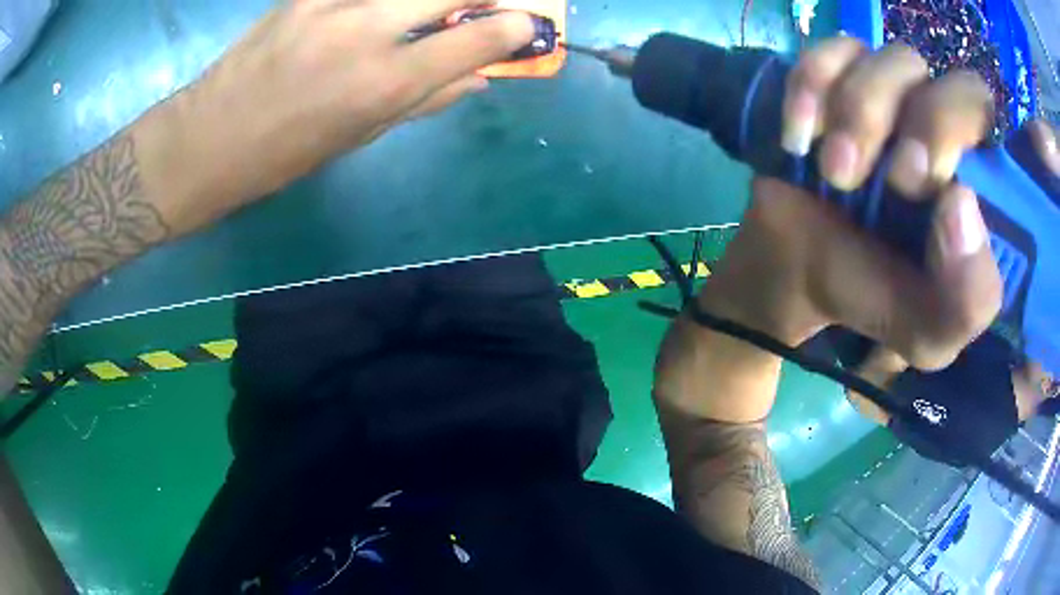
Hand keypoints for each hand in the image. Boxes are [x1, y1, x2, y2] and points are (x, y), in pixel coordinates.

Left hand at [134, 0, 533, 237]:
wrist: (209, 138)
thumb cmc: (286, 153)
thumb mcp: (360, 136)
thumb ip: (424, 100)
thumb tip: (477, 77)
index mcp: (385, 83)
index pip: (476, 38)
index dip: (514, 27)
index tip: (527, 25)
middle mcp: (368, 30)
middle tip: (487, 8)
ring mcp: (333, 3)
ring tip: (429, 13)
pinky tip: (379, 12)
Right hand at [703, 38, 1009, 370]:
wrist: (796, 270)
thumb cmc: (871, 296)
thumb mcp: (928, 332)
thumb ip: (967, 302)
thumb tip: (963, 205)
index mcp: (976, 185)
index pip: (999, 128)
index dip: (967, 133)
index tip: (930, 188)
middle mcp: (945, 128)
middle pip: (953, 82)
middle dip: (921, 124)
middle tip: (890, 181)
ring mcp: (893, 93)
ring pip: (895, 58)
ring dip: (860, 113)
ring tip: (833, 173)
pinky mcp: (839, 75)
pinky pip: (834, 48)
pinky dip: (813, 85)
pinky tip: (800, 136)